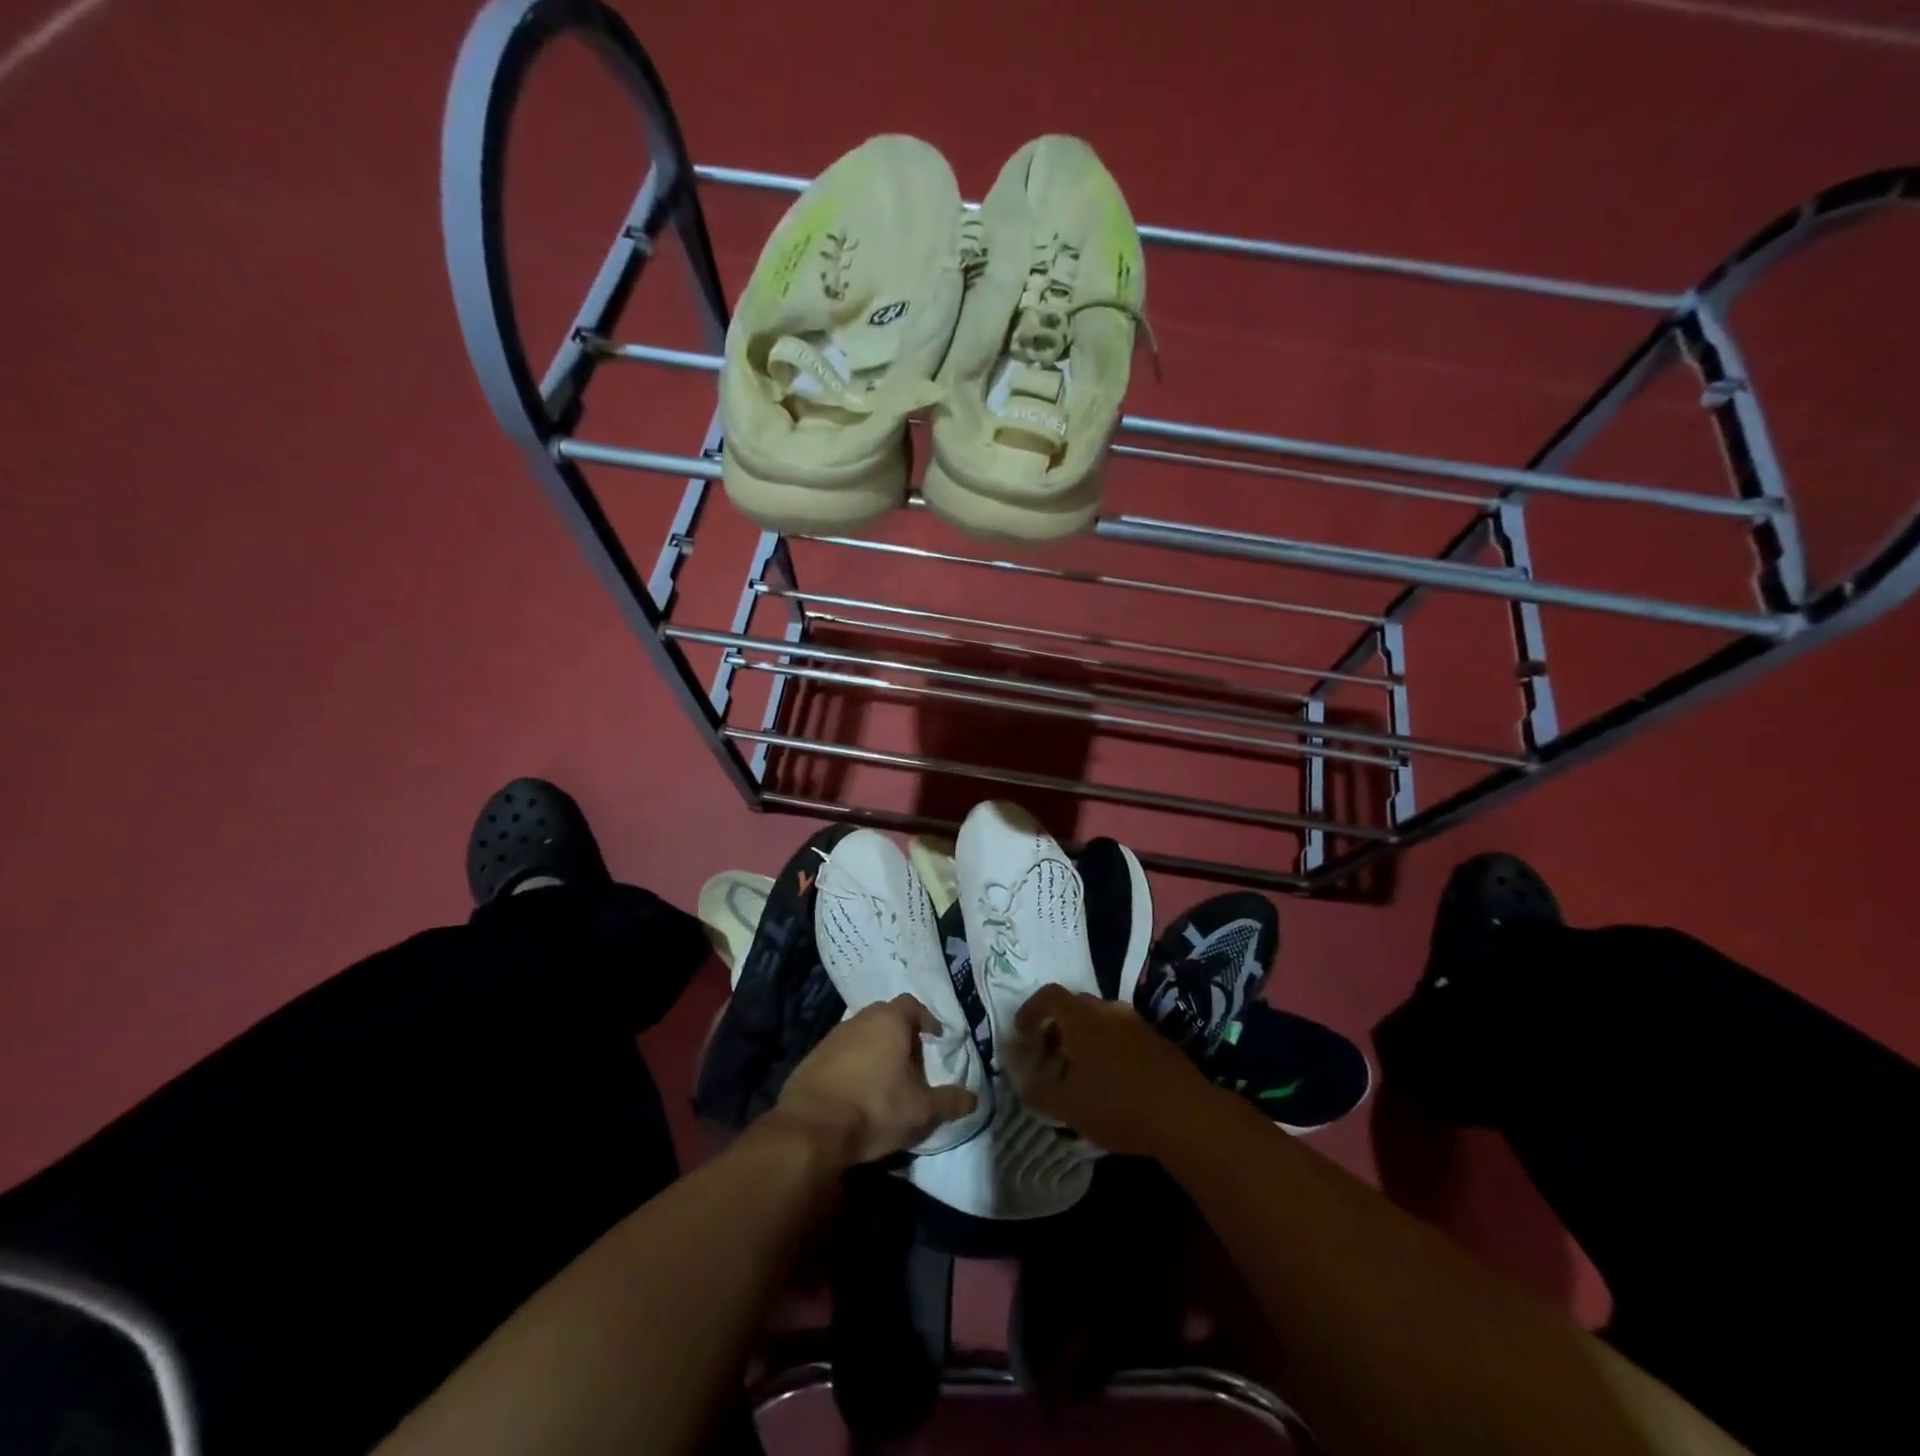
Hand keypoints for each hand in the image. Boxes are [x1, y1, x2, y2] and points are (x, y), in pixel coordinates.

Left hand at [775, 995, 979, 1166]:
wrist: (811, 1128)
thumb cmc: (875, 1108)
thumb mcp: (922, 1110)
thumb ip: (950, 1101)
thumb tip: (974, 1098)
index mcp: (889, 1021)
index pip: (912, 1005)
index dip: (926, 1019)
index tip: (934, 1039)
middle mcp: (860, 1019)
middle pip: (885, 1017)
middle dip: (900, 1035)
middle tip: (911, 1061)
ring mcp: (832, 1037)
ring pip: (861, 1035)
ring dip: (874, 1050)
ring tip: (884, 1079)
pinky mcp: (812, 1058)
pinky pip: (840, 1054)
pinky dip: (852, 1066)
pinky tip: (856, 1092)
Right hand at [1005, 984, 1213, 1155]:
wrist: (1186, 1114)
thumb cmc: (1117, 1105)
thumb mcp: (1067, 1107)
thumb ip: (1038, 1093)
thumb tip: (1024, 1084)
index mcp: (1082, 1018)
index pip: (1048, 996)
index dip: (1030, 1012)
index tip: (1022, 1035)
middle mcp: (1109, 1010)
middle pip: (1074, 1006)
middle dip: (1057, 1028)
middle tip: (1049, 1058)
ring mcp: (1136, 1024)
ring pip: (1101, 1021)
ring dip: (1085, 1039)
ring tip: (1079, 1073)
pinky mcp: (1157, 1041)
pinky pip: (1122, 1036)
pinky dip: (1108, 1049)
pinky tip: (1110, 1082)